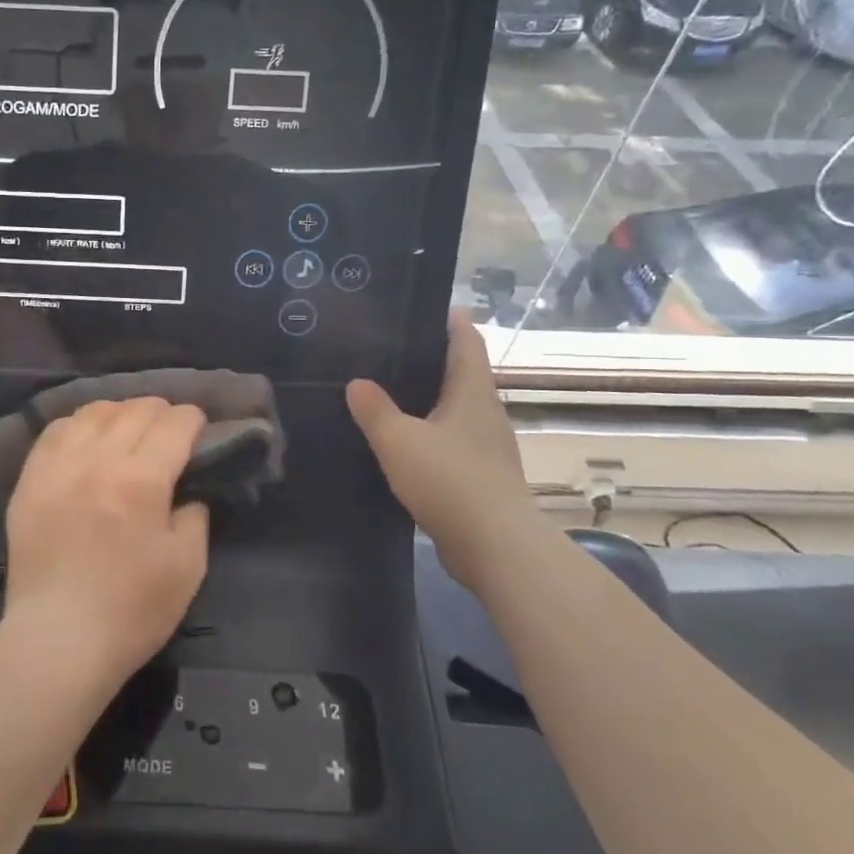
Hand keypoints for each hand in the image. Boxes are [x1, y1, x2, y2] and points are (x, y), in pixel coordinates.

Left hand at [3, 397, 209, 682]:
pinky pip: (56, 430)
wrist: (58, 639)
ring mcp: (58, 465)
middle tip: (170, 433)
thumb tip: (186, 491)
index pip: (174, 423)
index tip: (199, 430)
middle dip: (162, 413)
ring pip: (95, 411)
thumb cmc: (132, 610)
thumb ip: (194, 516)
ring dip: (121, 413)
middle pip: (136, 409)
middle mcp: (98, 458)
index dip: (193, 420)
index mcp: (142, 479)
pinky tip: (87, 439)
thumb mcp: (187, 567)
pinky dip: (80, 425)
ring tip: (129, 430)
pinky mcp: (30, 479)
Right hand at [347, 310, 535, 589]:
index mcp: (472, 390)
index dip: (447, 318)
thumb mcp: (399, 440)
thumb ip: (374, 409)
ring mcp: (485, 446)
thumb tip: (357, 383)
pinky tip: (395, 443)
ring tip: (380, 393)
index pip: (465, 338)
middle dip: (425, 359)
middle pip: (457, 372)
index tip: (416, 305)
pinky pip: (448, 442)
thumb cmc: (450, 479)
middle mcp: (484, 412)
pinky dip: (424, 435)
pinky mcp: (479, 477)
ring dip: (422, 400)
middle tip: (381, 349)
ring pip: (450, 409)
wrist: (495, 548)